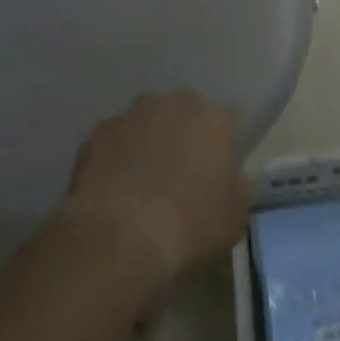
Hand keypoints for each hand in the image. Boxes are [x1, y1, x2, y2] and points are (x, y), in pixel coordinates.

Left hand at [64, 91, 250, 288]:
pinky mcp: (101, 129)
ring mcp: (136, 112)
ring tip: (140, 184)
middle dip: (182, 136)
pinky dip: (115, 157)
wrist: (120, 237)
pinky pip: (114, 140)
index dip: (219, 150)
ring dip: (147, 141)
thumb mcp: (234, 219)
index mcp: (217, 120)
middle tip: (176, 177)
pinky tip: (112, 189)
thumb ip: (238, 187)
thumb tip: (232, 177)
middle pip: (185, 113)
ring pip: (148, 121)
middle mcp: (179, 103)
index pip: (226, 124)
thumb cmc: (189, 229)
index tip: (213, 177)